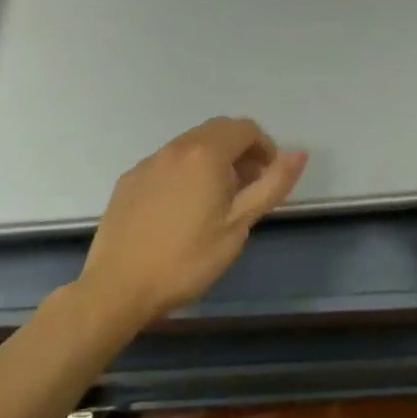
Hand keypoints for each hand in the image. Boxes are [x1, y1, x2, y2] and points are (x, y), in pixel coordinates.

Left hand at [78, 117, 306, 327]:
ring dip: (213, 159)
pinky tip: (181, 208)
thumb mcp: (239, 225)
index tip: (268, 178)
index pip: (247, 129)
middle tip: (247, 187)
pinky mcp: (129, 179)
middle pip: (219, 130)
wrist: (116, 289)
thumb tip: (300, 153)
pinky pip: (168, 162)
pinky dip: (185, 171)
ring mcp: (150, 161)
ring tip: (216, 199)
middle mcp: (178, 147)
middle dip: (240, 150)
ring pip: (192, 144)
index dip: (265, 148)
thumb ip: (272, 184)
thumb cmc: (187, 259)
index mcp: (208, 153)